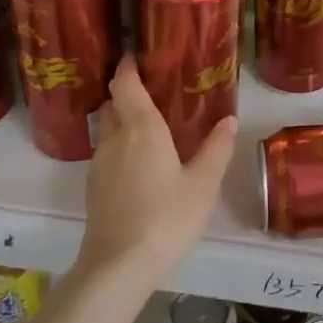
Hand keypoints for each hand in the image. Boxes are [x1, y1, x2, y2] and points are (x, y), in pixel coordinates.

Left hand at [74, 55, 235, 294]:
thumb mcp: (203, 184)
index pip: (126, 84)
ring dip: (121, 121)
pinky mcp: (94, 189)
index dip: (128, 67)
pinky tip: (138, 164)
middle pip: (113, 104)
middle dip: (126, 93)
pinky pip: (106, 153)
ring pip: (107, 130)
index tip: (136, 55)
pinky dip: (119, 146)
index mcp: (141, 128)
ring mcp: (99, 165)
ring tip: (147, 127)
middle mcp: (115, 139)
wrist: (118, 267)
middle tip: (152, 91)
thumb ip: (216, 149)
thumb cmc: (166, 218)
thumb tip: (229, 119)